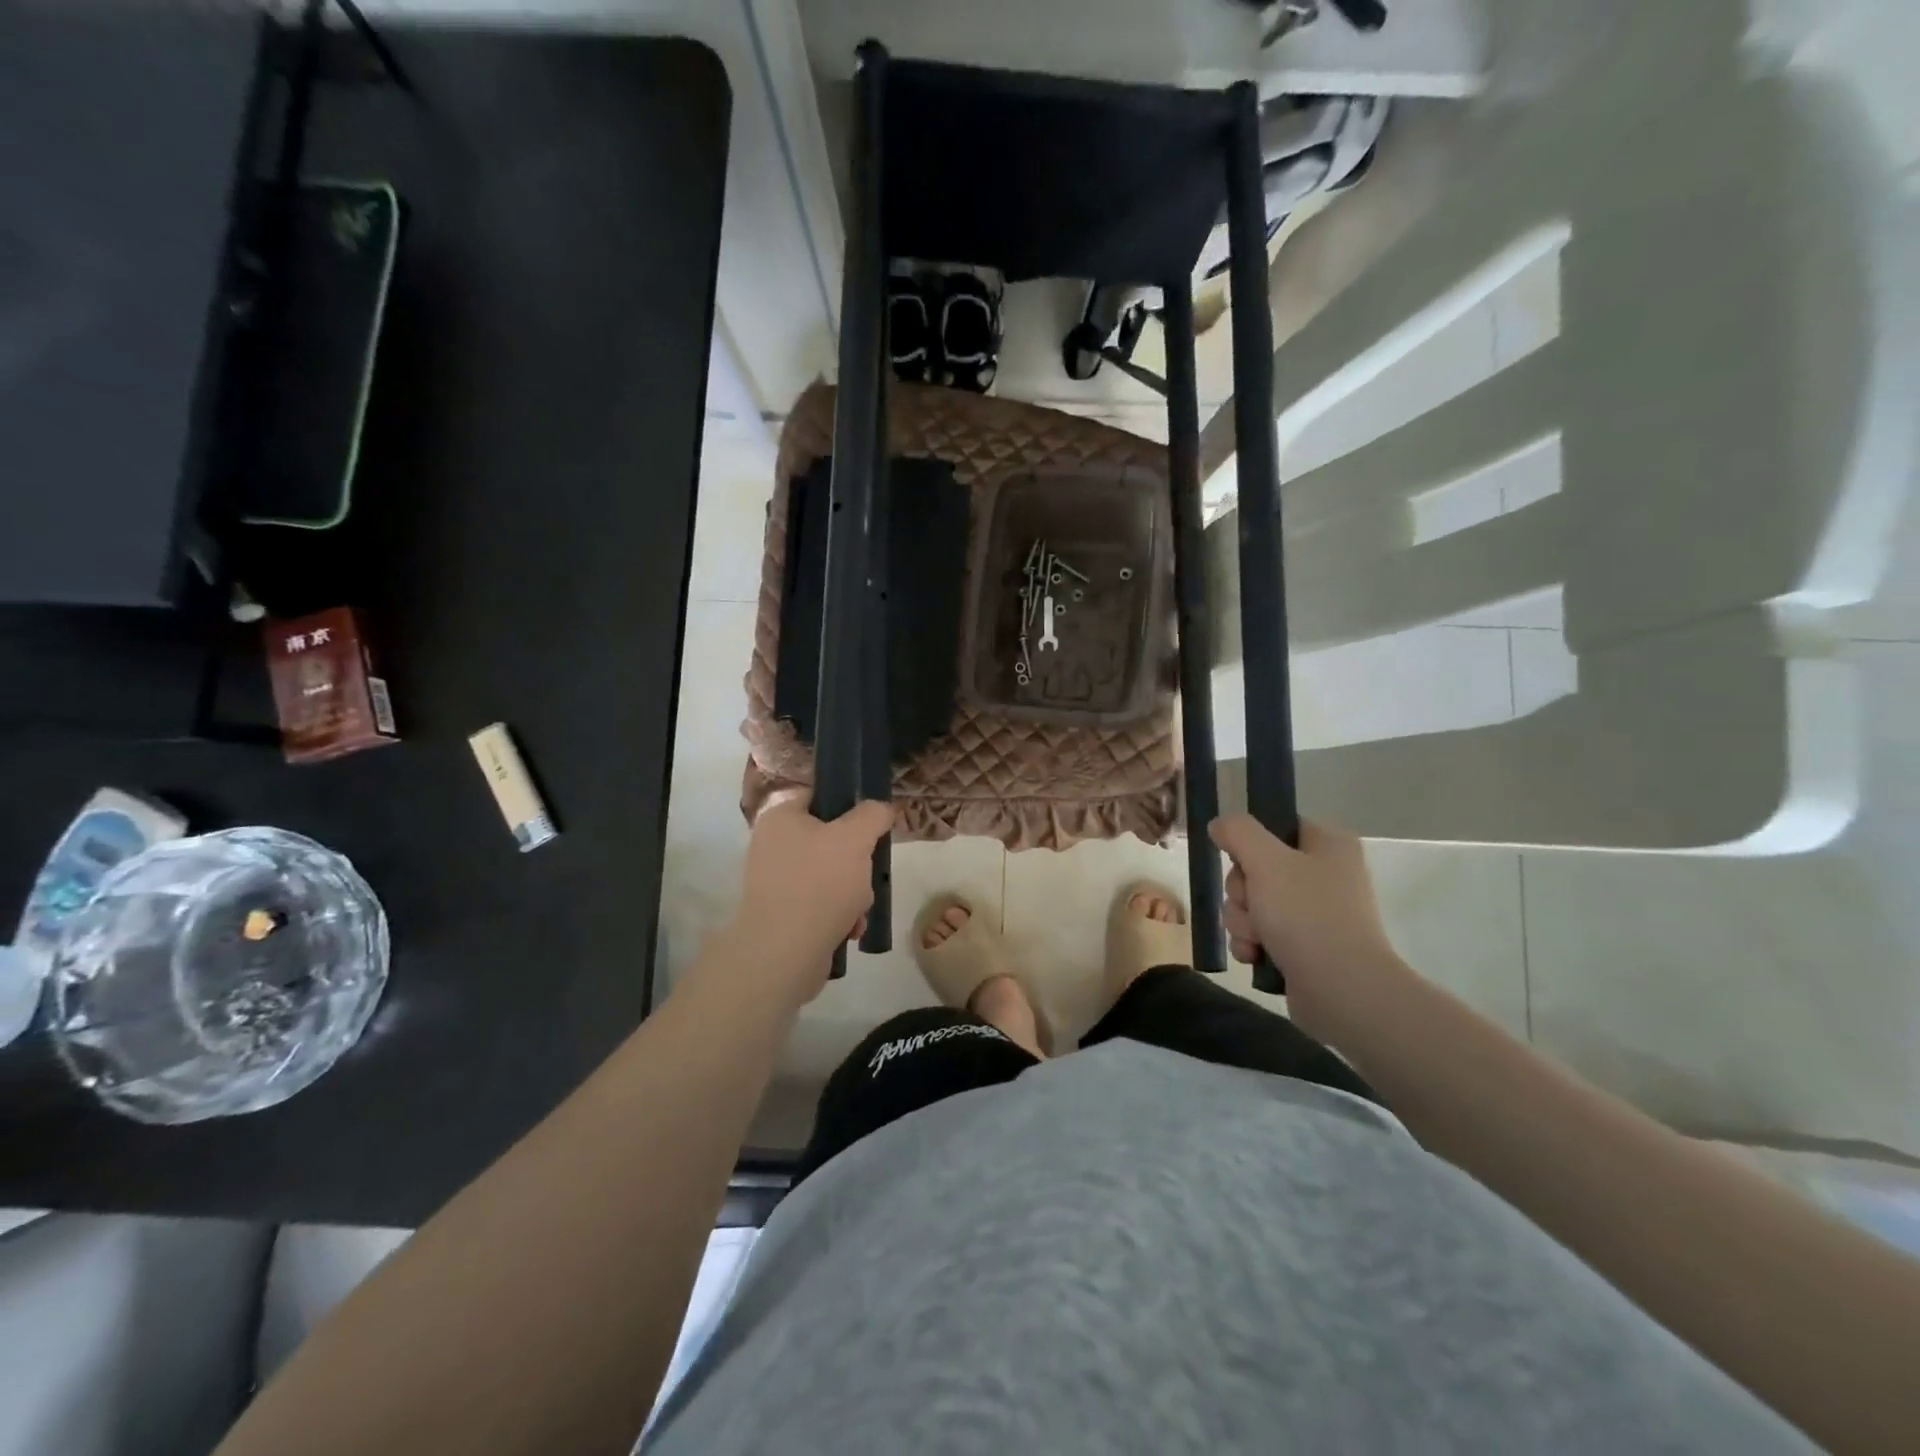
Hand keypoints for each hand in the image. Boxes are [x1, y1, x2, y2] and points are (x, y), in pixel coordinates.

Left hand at [718, 791, 894, 1005]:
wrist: (784, 954)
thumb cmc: (819, 884)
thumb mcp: (856, 838)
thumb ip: (874, 814)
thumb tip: (882, 808)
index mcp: (781, 818)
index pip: (820, 796)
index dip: (851, 805)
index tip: (874, 824)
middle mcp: (772, 845)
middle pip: (831, 839)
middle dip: (858, 860)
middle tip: (869, 871)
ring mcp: (775, 882)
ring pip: (831, 874)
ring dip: (854, 891)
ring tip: (859, 908)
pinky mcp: (782, 914)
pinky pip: (821, 903)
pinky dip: (840, 914)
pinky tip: (850, 929)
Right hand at [1208, 815, 1415, 1036]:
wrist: (1341, 990)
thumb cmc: (1306, 915)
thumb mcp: (1265, 861)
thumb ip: (1238, 832)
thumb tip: (1220, 824)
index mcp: (1328, 844)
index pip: (1275, 827)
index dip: (1249, 845)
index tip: (1242, 863)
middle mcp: (1326, 874)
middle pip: (1256, 868)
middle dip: (1241, 892)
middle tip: (1252, 907)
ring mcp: (1316, 913)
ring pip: (1253, 904)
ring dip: (1242, 921)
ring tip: (1256, 940)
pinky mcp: (1306, 947)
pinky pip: (1261, 934)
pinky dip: (1252, 944)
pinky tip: (1255, 957)